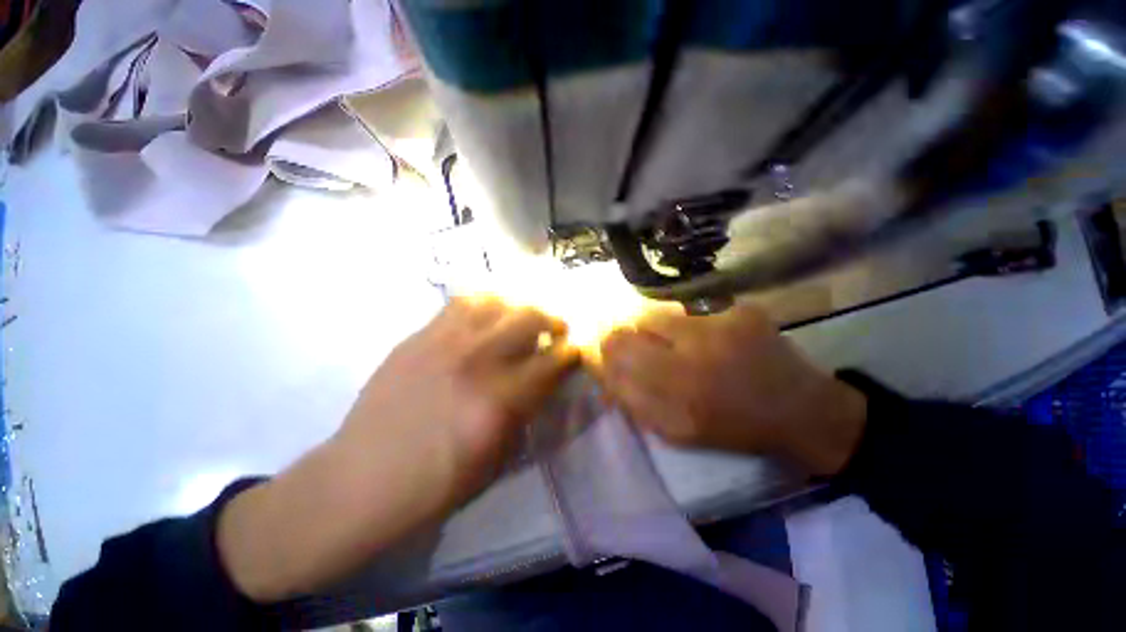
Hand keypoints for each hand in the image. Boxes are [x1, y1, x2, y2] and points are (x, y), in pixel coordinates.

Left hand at [218, 298, 578, 601]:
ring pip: (499, 302)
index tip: (577, 349)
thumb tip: (547, 378)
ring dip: (521, 306)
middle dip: (553, 320)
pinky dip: (486, 302)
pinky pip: (462, 302)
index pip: (554, 361)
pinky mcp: (420, 336)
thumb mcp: (500, 456)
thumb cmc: (439, 482)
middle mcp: (478, 361)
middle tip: (556, 328)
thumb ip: (529, 409)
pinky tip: (490, 313)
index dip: (572, 352)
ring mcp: (446, 342)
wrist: (363, 479)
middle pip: (531, 318)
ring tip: (525, 315)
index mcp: (502, 400)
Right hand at [600, 304, 866, 477]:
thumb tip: (605, 380)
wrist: (802, 410)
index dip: (604, 355)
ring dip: (650, 329)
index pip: (617, 360)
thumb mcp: (679, 433)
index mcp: (677, 397)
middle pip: (629, 332)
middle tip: (626, 343)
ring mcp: (718, 330)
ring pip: (655, 316)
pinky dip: (683, 323)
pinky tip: (701, 337)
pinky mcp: (740, 312)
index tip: (603, 355)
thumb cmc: (735, 428)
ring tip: (667, 340)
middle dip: (619, 338)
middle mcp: (693, 359)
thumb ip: (637, 406)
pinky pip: (688, 311)